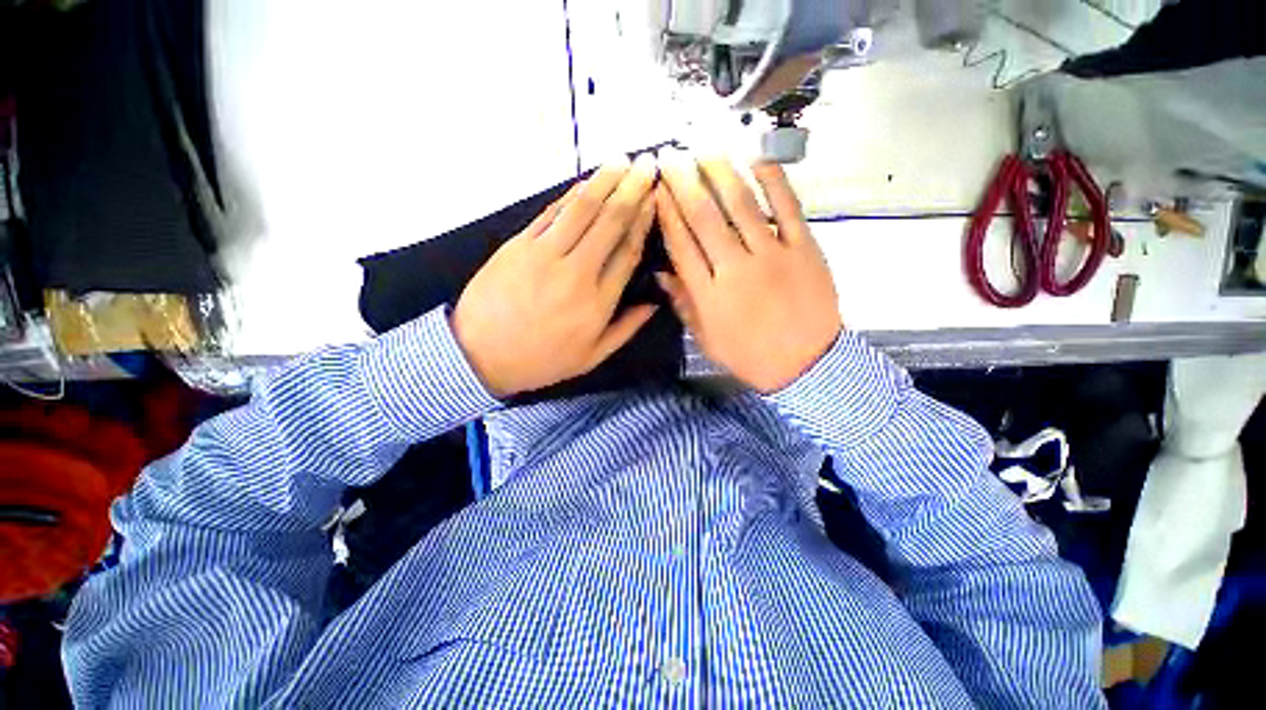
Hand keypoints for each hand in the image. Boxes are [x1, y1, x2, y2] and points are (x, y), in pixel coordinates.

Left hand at [452, 155, 658, 397]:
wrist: (480, 354)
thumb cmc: (542, 359)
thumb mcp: (591, 357)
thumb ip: (625, 329)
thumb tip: (653, 304)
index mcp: (597, 302)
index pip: (628, 252)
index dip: (644, 222)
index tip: (655, 199)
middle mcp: (576, 272)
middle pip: (610, 223)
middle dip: (632, 190)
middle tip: (647, 165)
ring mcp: (545, 254)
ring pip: (582, 210)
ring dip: (605, 181)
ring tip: (622, 160)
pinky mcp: (519, 244)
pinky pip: (550, 213)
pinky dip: (570, 195)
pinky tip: (586, 181)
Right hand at [655, 151, 841, 392]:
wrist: (807, 365)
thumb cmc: (751, 356)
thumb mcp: (707, 340)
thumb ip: (684, 305)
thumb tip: (662, 274)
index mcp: (710, 295)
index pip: (681, 245)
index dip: (666, 214)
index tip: (656, 190)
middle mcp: (736, 268)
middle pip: (705, 218)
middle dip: (685, 183)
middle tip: (672, 156)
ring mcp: (773, 255)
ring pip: (741, 206)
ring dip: (720, 174)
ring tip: (705, 150)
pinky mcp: (804, 248)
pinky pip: (787, 208)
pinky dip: (774, 181)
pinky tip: (758, 160)